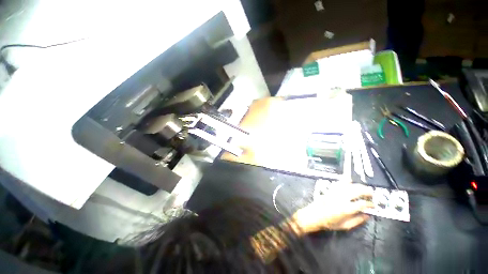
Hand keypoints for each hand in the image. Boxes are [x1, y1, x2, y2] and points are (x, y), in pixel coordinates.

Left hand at [291, 183, 373, 233]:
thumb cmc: (329, 223)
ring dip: (358, 185)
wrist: (314, 215)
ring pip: (348, 185)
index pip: (362, 204)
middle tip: (372, 194)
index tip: (374, 206)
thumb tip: (368, 215)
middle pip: (356, 191)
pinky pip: (339, 183)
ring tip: (364, 188)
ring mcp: (335, 192)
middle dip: (366, 191)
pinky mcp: (329, 190)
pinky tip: (349, 180)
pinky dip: (345, 181)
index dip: (370, 204)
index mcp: (346, 209)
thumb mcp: (345, 226)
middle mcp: (341, 198)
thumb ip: (357, 221)